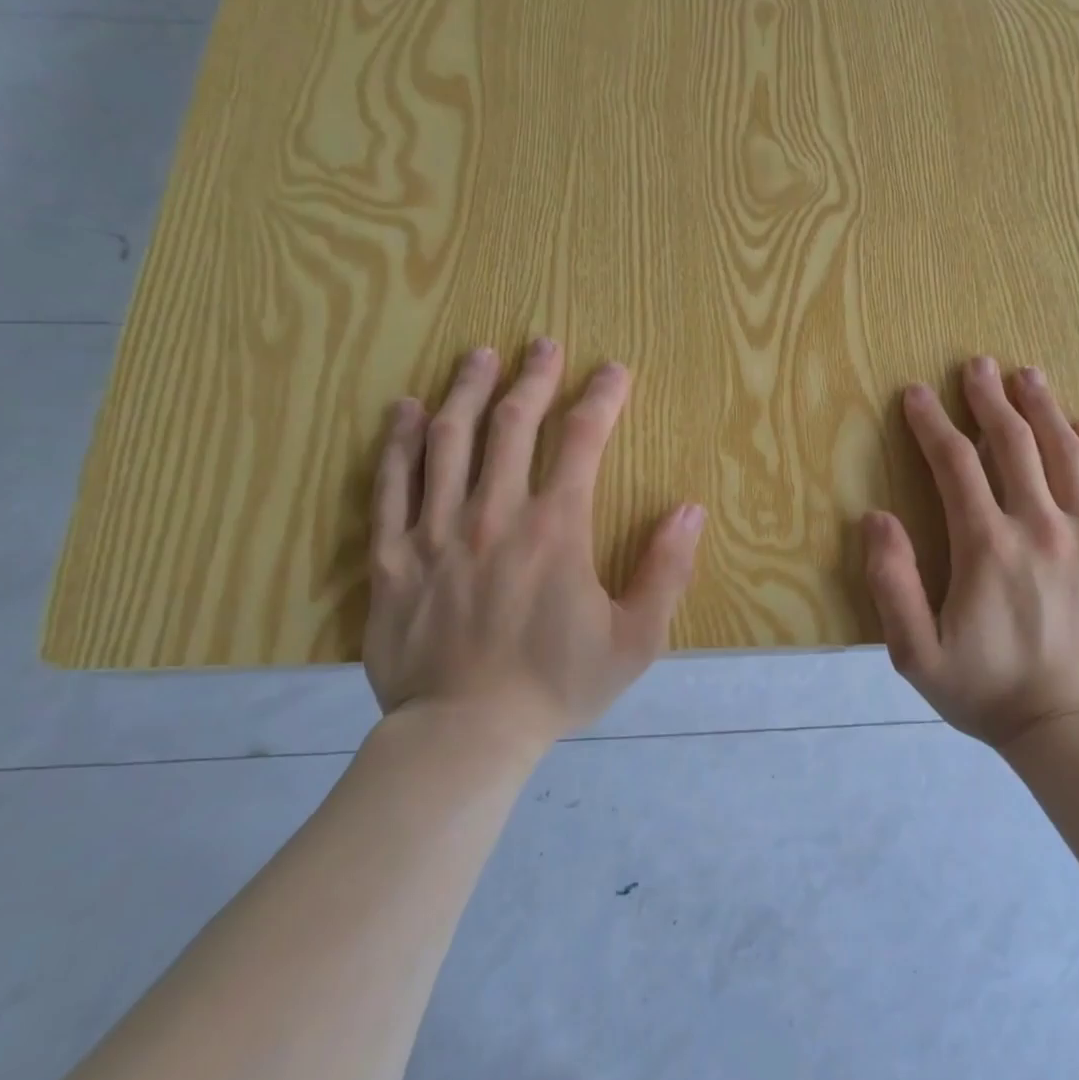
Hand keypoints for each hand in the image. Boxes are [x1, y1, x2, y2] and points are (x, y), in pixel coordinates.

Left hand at [364, 338, 705, 751]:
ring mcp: (436, 530)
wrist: (465, 735)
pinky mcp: (392, 555)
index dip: (601, 398)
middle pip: (512, 424)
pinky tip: (405, 410)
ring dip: (467, 390)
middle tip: (544, 343)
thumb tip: (688, 508)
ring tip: (479, 356)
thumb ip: (666, 570)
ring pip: (449, 440)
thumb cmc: (556, 687)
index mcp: (556, 529)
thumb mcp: (635, 640)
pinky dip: (399, 441)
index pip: (582, 441)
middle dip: (534, 377)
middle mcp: (495, 514)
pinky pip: (390, 484)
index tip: (613, 371)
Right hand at [862, 357, 1078, 747]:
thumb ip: (891, 582)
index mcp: (987, 547)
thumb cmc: (985, 691)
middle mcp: (1042, 528)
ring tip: (1028, 376)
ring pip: (1067, 454)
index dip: (931, 423)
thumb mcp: (914, 652)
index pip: (955, 465)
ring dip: (1043, 409)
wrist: (1071, 730)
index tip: (916, 394)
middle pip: (1013, 444)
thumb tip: (876, 516)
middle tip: (978, 366)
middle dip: (989, 399)